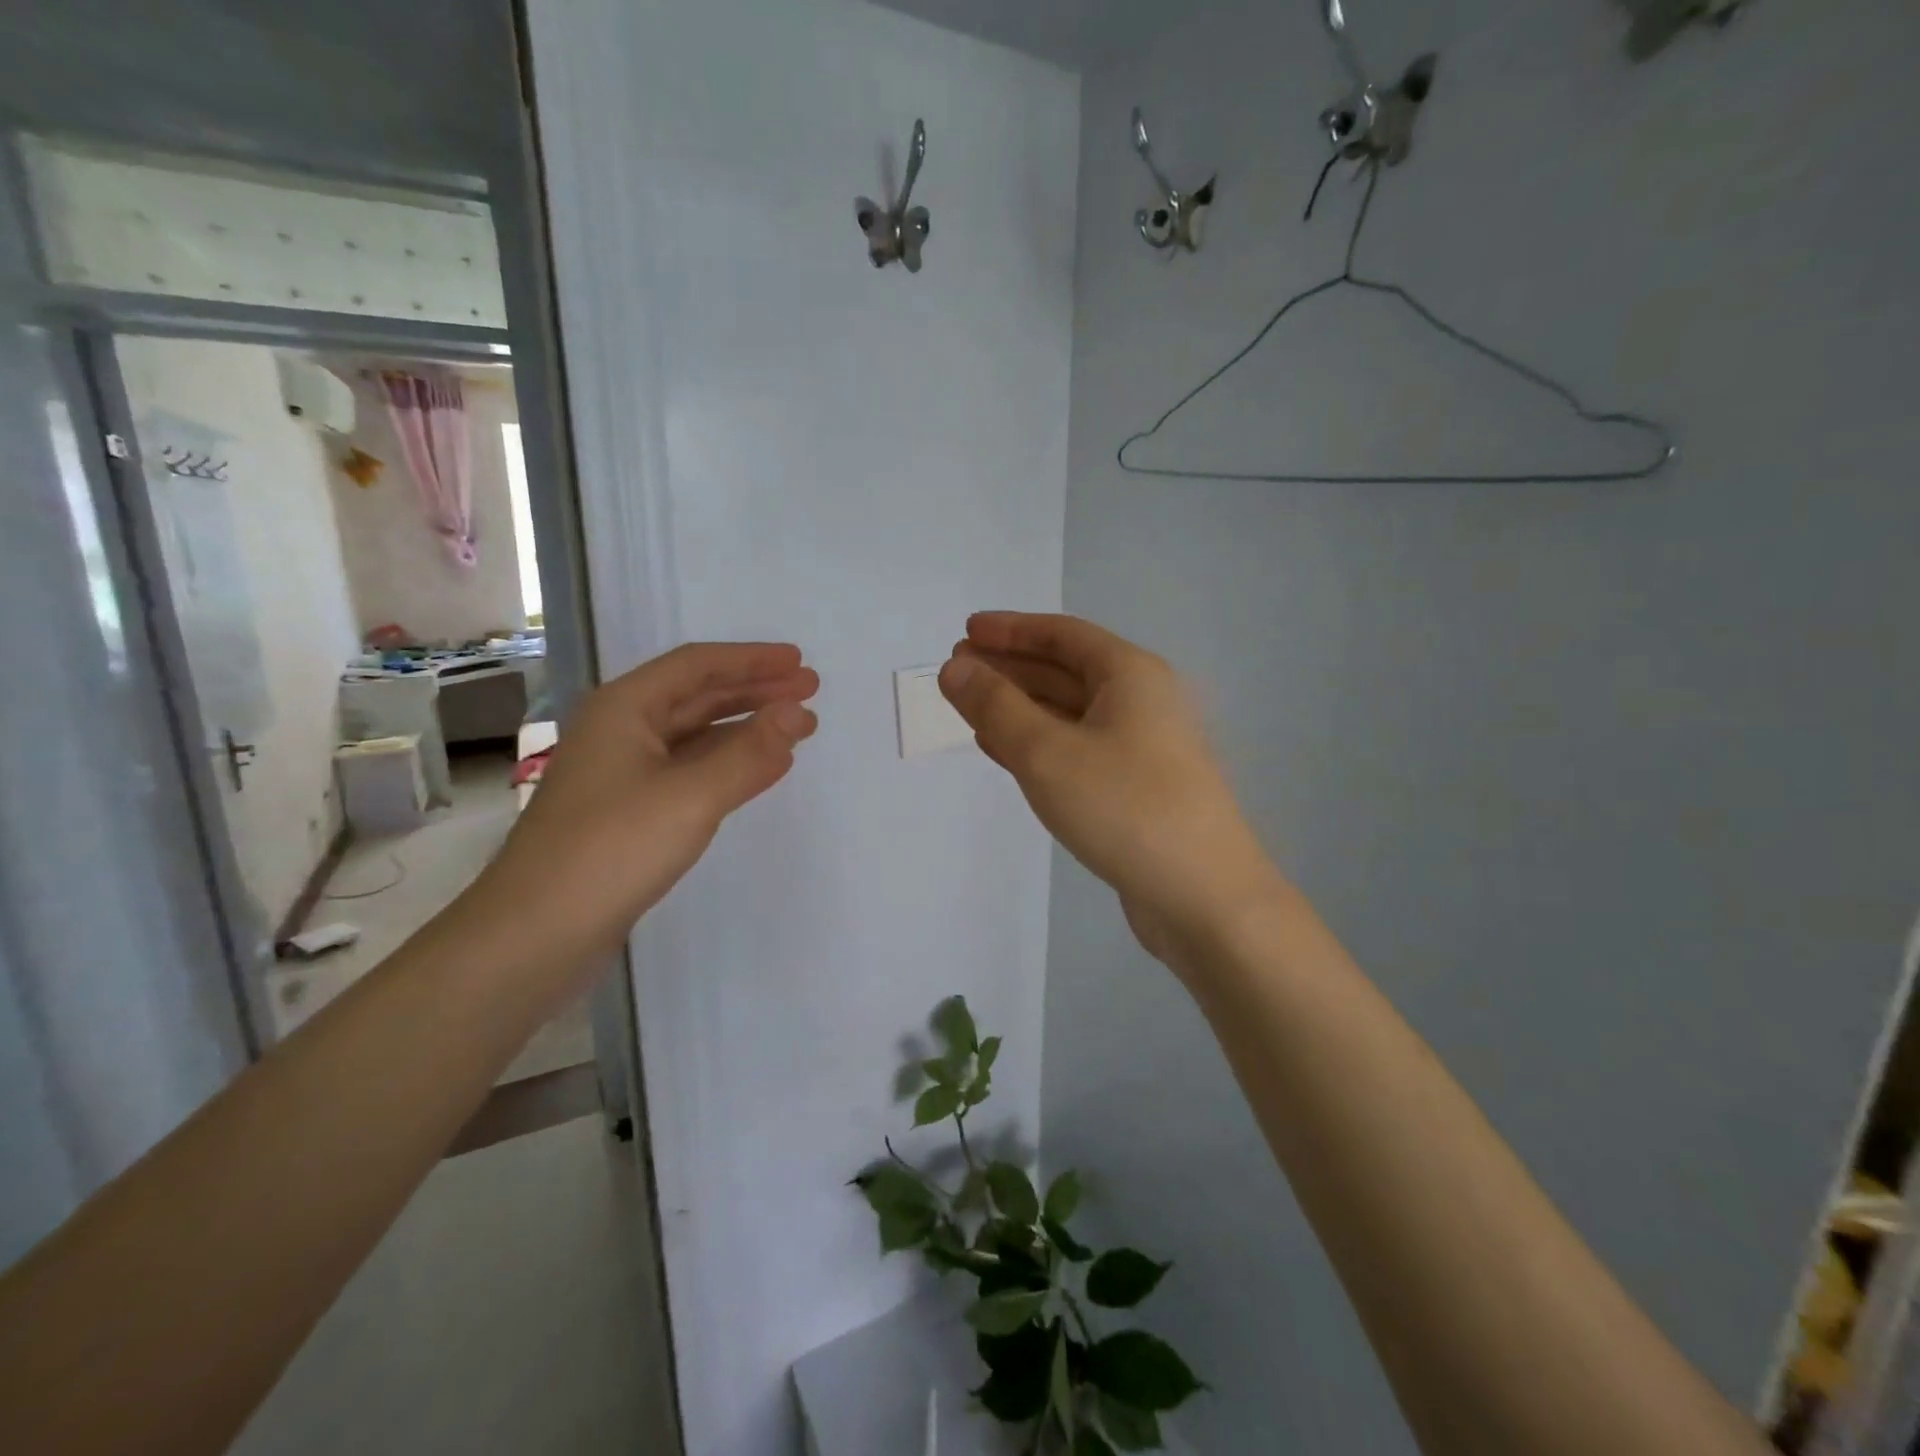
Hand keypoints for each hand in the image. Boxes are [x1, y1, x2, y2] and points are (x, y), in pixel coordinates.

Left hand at [470, 643, 817, 967]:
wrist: (535, 935)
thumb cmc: (611, 851)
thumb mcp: (690, 796)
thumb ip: (749, 753)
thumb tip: (798, 713)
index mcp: (625, 709)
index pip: (697, 666)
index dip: (752, 660)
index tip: (800, 662)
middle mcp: (621, 731)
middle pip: (697, 696)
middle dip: (755, 691)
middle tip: (809, 690)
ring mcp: (622, 773)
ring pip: (694, 735)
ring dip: (744, 728)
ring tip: (795, 728)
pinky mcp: (629, 812)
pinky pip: (688, 771)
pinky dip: (726, 764)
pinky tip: (755, 771)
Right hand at [939, 612, 1281, 970]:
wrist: (1202, 897)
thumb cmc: (1125, 808)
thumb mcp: (1047, 752)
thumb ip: (996, 706)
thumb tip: (956, 668)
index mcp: (1130, 675)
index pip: (1062, 635)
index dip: (1011, 629)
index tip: (966, 631)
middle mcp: (1140, 702)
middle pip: (1064, 670)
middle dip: (1009, 667)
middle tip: (957, 669)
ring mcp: (1140, 748)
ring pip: (1067, 713)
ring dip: (1018, 706)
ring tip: (969, 705)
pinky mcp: (1133, 788)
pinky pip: (1075, 749)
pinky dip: (1036, 743)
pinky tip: (1002, 750)